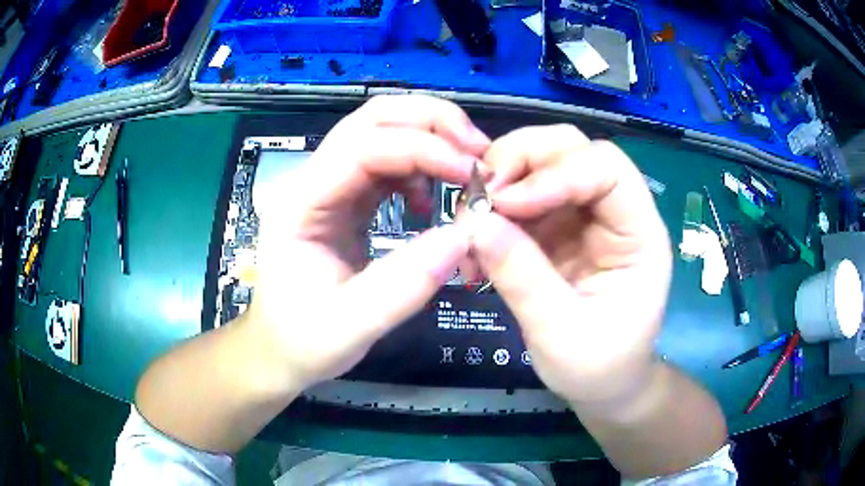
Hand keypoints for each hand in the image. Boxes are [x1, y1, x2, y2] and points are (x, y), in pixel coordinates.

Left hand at [247, 95, 489, 390]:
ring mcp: (328, 186)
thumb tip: (466, 234)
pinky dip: (420, 167)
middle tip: (479, 151)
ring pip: (382, 132)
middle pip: (372, 119)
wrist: (280, 350)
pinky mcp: (345, 199)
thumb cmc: (304, 341)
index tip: (472, 174)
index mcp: (300, 202)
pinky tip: (431, 201)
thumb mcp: (352, 325)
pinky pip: (386, 163)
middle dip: (431, 122)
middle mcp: (311, 180)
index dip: (422, 149)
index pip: (363, 148)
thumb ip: (405, 284)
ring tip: (468, 171)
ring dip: (430, 139)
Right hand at [470, 125, 671, 405]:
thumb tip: (475, 225)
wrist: (604, 385)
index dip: (556, 172)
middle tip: (479, 195)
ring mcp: (584, 216)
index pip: (607, 167)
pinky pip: (522, 197)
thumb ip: (523, 279)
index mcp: (639, 233)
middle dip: (522, 160)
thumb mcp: (561, 334)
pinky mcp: (557, 229)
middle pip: (572, 149)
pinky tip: (475, 237)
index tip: (506, 203)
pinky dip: (493, 208)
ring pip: (542, 164)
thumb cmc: (599, 367)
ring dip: (501, 180)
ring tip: (470, 218)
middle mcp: (614, 211)